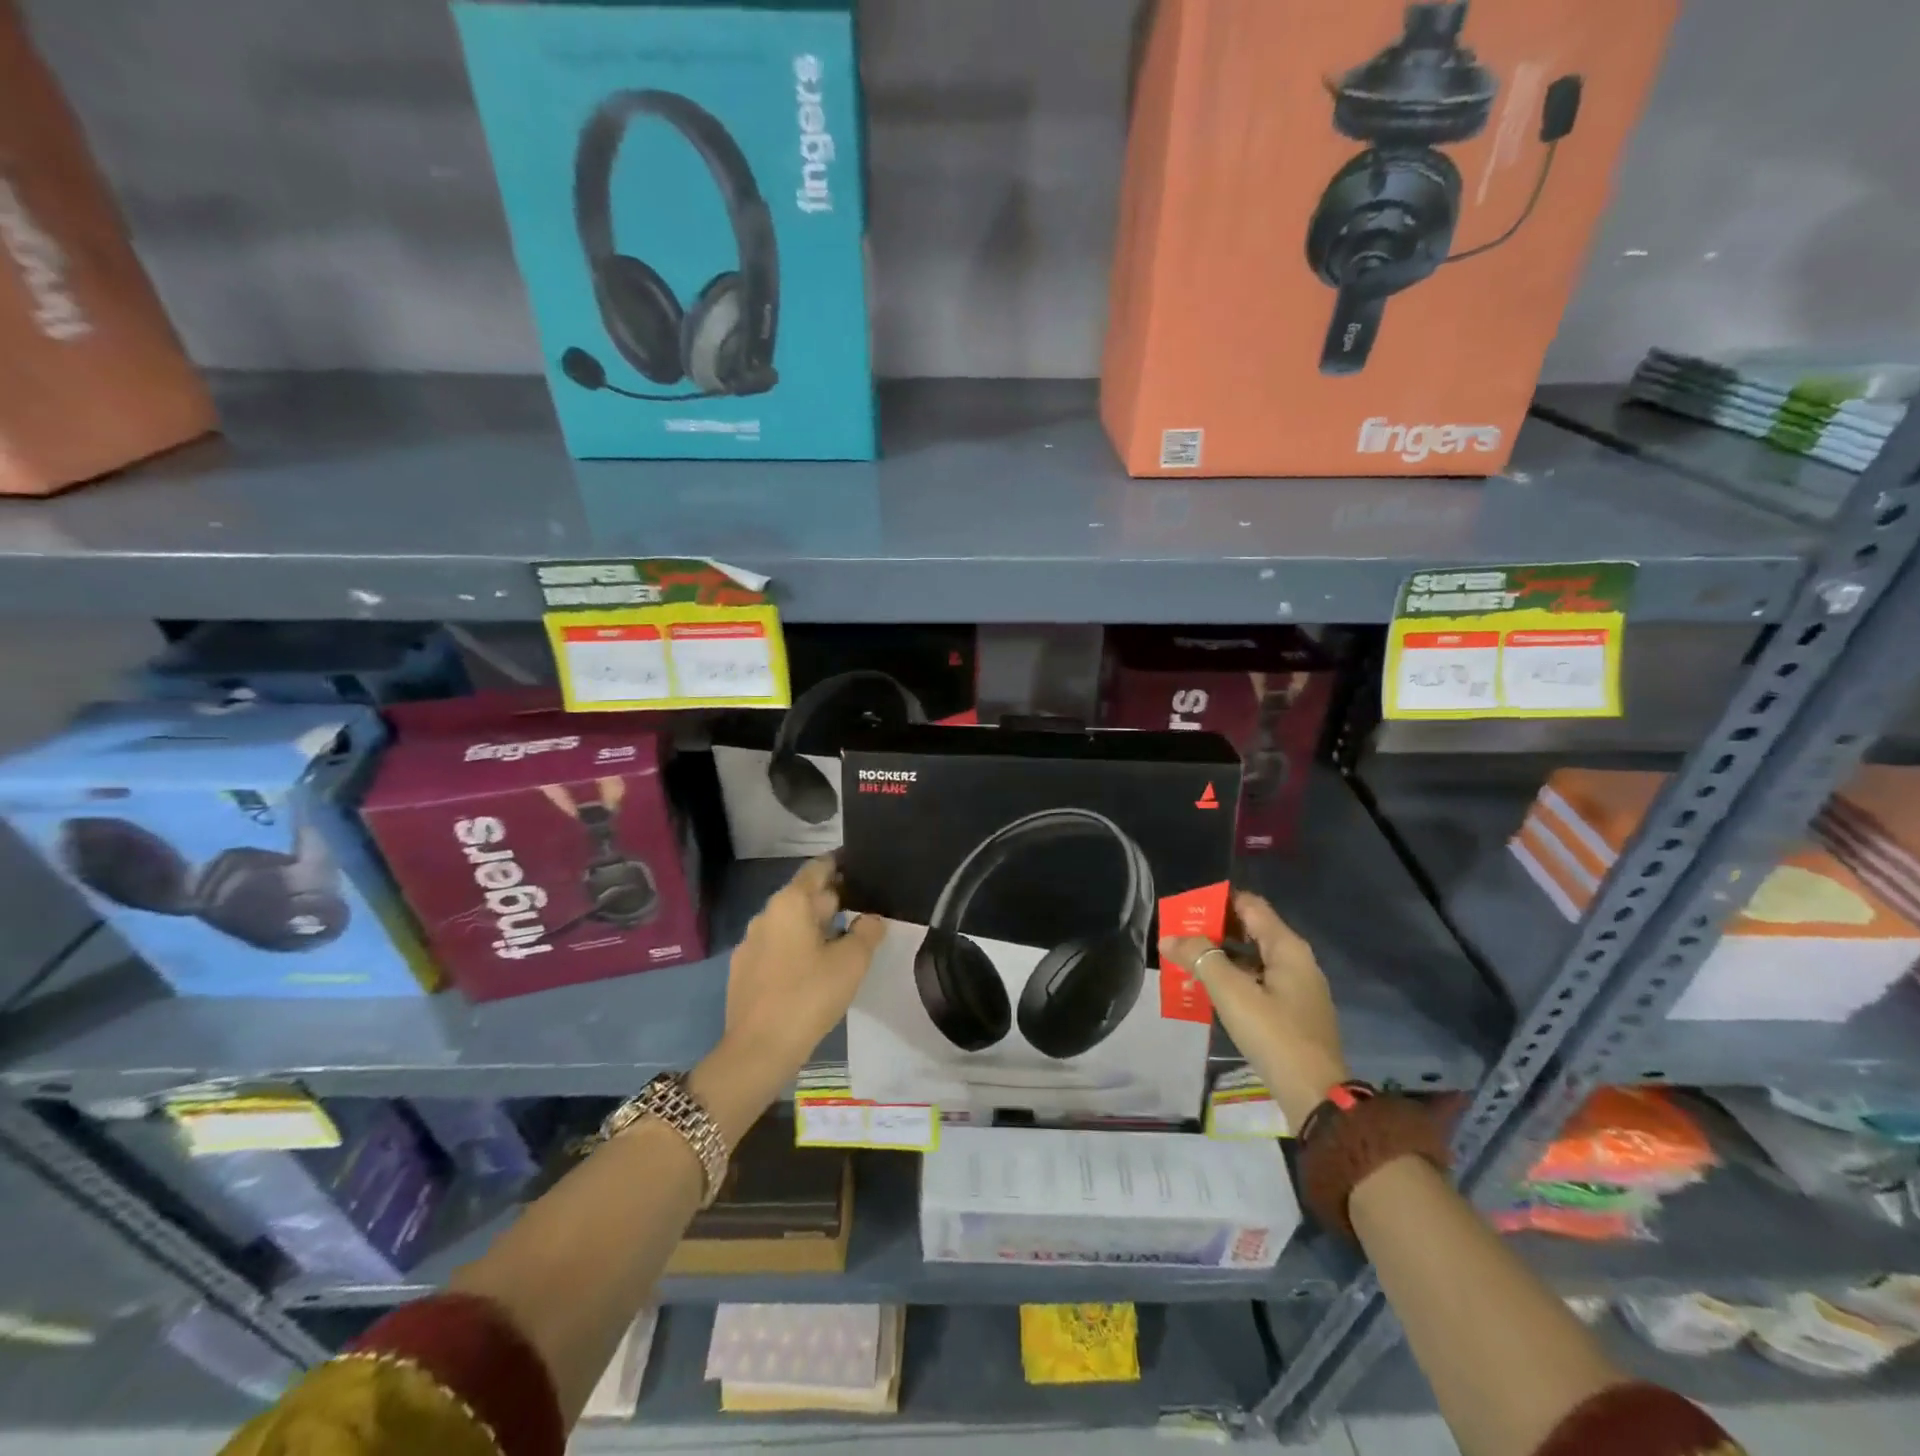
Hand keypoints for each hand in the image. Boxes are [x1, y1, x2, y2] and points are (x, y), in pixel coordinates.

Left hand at [722, 856, 884, 1082]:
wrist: (758, 1050)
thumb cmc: (809, 996)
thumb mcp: (851, 962)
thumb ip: (867, 932)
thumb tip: (871, 918)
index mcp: (791, 903)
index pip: (818, 868)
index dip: (841, 865)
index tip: (862, 869)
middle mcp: (766, 914)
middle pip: (805, 896)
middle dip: (833, 900)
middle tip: (864, 910)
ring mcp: (750, 943)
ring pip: (791, 923)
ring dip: (815, 927)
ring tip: (844, 942)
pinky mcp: (744, 970)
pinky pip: (777, 947)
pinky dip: (797, 948)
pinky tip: (814, 970)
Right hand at [1161, 891, 1349, 1129]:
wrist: (1316, 1097)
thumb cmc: (1275, 1035)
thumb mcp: (1232, 993)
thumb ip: (1201, 958)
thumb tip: (1170, 938)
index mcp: (1287, 948)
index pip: (1250, 905)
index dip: (1218, 901)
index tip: (1186, 907)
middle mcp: (1296, 961)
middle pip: (1251, 930)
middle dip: (1214, 930)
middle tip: (1179, 935)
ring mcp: (1297, 988)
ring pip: (1253, 958)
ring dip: (1221, 957)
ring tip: (1186, 961)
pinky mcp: (1293, 1013)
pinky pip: (1258, 982)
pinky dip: (1234, 979)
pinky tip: (1210, 990)